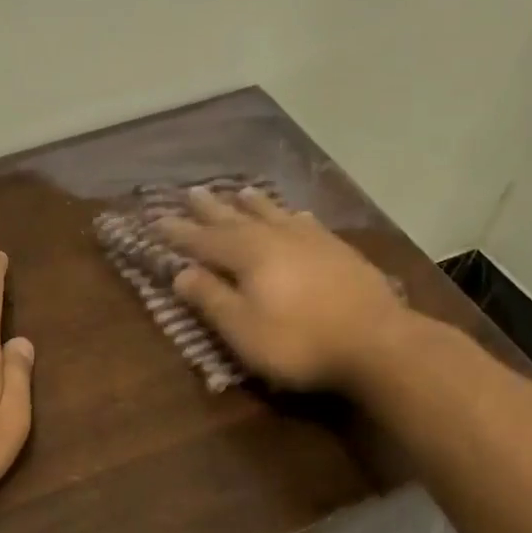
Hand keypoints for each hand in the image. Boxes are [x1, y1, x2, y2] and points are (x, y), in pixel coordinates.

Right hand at [157, 188, 412, 391]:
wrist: (375, 342)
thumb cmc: (298, 341)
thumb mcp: (242, 329)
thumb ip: (210, 299)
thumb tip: (180, 273)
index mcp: (248, 255)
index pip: (204, 240)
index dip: (178, 232)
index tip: (156, 219)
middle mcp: (276, 238)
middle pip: (236, 219)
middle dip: (211, 209)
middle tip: (191, 192)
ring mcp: (311, 241)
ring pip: (274, 215)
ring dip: (253, 204)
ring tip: (239, 190)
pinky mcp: (339, 252)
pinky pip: (307, 224)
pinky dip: (292, 216)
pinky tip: (295, 215)